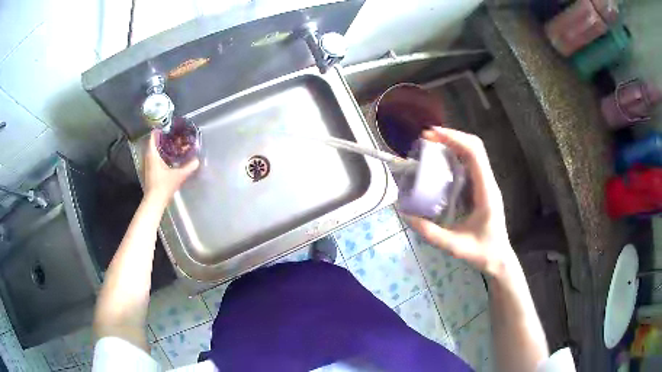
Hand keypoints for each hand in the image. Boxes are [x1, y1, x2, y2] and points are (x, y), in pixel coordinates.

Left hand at [143, 131, 198, 201]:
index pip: (153, 137)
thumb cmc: (164, 186)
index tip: (167, 128)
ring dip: (158, 147)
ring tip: (169, 145)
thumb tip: (197, 160)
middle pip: (152, 143)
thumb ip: (188, 167)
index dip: (159, 131)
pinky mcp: (147, 171)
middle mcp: (147, 157)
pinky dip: (157, 155)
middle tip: (170, 136)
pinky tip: (166, 158)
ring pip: (151, 151)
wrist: (154, 201)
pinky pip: (152, 158)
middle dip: (160, 139)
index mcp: (152, 154)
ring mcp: (146, 165)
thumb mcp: (178, 176)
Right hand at [405, 128, 514, 277]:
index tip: (432, 135)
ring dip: (454, 143)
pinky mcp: (483, 187)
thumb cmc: (482, 253)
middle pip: (475, 147)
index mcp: (486, 193)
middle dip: (452, 136)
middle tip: (427, 137)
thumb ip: (431, 233)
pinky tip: (441, 161)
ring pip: (474, 152)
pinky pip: (471, 163)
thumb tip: (406, 215)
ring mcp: (487, 184)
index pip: (474, 155)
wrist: (499, 258)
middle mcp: (488, 183)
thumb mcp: (455, 247)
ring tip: (431, 144)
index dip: (454, 139)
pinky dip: (456, 155)